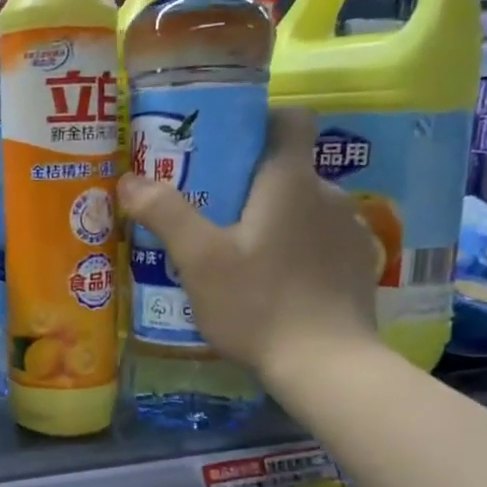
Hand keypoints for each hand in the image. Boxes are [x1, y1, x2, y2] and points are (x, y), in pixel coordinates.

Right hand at [116, 106, 380, 388]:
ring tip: (237, 253)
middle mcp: (328, 195)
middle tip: (208, 210)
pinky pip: (320, 240)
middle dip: (249, 181)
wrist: (328, 367)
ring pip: (303, 207)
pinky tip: (272, 282)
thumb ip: (164, 213)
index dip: (260, 121)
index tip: (225, 145)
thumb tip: (130, 179)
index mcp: (290, 182)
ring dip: (273, 218)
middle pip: (287, 168)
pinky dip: (295, 248)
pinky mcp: (357, 266)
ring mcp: (349, 232)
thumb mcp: (199, 260)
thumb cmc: (258, 304)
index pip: (291, 119)